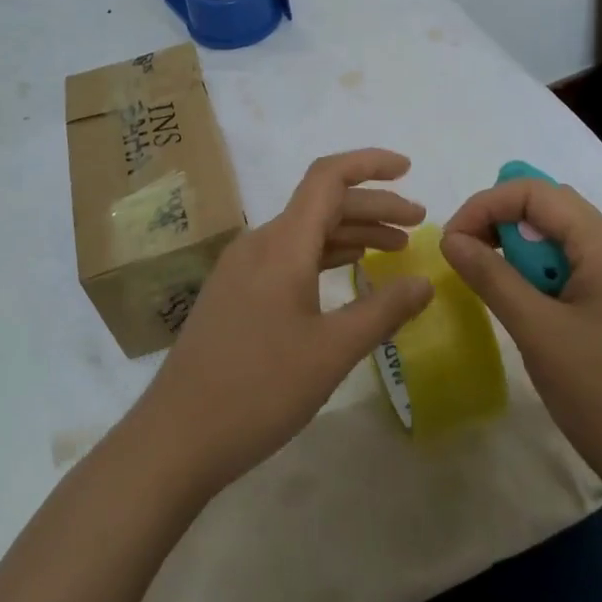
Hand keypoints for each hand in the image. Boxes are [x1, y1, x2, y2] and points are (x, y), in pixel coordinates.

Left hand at [138, 149, 434, 494]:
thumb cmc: (259, 390)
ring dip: (351, 232)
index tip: (409, 170)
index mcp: (282, 243)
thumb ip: (383, 311)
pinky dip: (325, 255)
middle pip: (322, 204)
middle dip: (373, 207)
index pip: (328, 177)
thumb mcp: (332, 351)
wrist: (176, 437)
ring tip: (394, 248)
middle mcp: (260, 243)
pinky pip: (288, 255)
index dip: (370, 164)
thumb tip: (425, 282)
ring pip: (305, 231)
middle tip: (418, 224)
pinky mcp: (236, 292)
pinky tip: (349, 270)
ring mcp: (242, 267)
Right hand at [440, 178, 601, 513]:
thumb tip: (451, 239)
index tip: (454, 240)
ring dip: (521, 250)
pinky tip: (527, 306)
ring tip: (493, 283)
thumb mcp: (537, 332)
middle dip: (502, 221)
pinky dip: (541, 275)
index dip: (487, 204)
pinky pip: (575, 269)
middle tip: (468, 256)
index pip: (538, 193)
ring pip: (563, 240)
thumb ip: (491, 277)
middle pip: (552, 209)